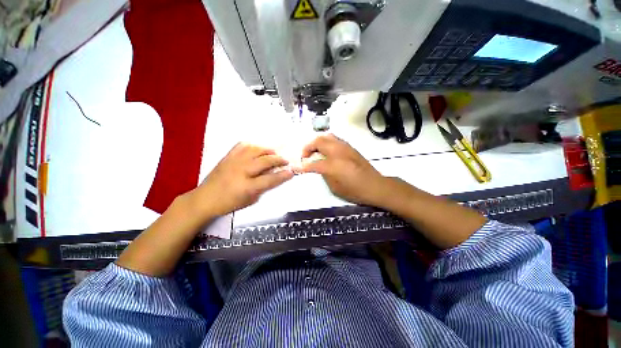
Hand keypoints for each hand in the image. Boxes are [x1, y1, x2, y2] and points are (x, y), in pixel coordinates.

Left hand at [192, 143, 293, 217]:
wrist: (205, 199)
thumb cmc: (229, 203)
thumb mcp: (250, 200)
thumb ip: (263, 188)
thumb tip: (274, 176)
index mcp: (247, 186)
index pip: (271, 179)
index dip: (283, 175)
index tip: (292, 171)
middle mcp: (242, 171)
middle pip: (265, 161)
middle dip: (279, 159)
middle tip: (285, 161)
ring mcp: (234, 162)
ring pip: (255, 150)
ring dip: (268, 150)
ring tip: (274, 152)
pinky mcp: (227, 156)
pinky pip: (242, 145)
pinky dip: (252, 145)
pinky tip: (257, 148)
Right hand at [301, 134, 387, 205]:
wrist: (375, 186)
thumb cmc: (355, 191)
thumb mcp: (335, 187)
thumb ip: (324, 174)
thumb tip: (319, 167)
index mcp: (333, 165)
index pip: (313, 164)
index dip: (303, 166)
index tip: (296, 167)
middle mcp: (338, 152)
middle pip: (318, 142)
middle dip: (308, 147)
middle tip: (305, 156)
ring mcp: (345, 147)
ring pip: (326, 136)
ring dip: (317, 142)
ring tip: (314, 151)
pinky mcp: (350, 147)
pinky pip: (334, 139)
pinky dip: (326, 142)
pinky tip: (326, 151)